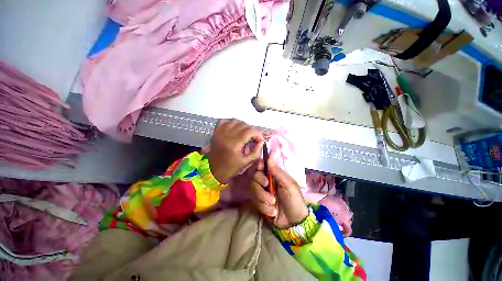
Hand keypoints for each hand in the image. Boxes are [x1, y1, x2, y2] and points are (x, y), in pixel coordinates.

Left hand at [208, 119, 264, 183]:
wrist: (213, 171)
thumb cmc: (230, 168)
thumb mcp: (246, 162)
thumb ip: (256, 152)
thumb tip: (261, 142)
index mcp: (233, 144)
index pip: (249, 131)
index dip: (258, 134)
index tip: (260, 140)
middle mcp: (226, 135)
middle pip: (243, 125)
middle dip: (252, 130)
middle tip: (254, 138)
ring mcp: (219, 132)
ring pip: (235, 121)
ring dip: (243, 125)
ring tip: (246, 133)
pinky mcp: (216, 132)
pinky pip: (225, 120)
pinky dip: (233, 122)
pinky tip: (236, 128)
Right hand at [250, 160, 307, 228]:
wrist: (294, 222)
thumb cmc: (295, 200)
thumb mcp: (289, 185)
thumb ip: (278, 172)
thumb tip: (269, 159)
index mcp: (274, 175)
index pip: (262, 166)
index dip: (259, 165)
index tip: (260, 167)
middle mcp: (266, 182)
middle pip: (254, 176)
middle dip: (259, 180)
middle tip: (267, 185)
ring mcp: (262, 192)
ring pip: (253, 189)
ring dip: (263, 196)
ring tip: (273, 203)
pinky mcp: (259, 203)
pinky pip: (255, 202)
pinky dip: (264, 207)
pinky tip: (273, 212)